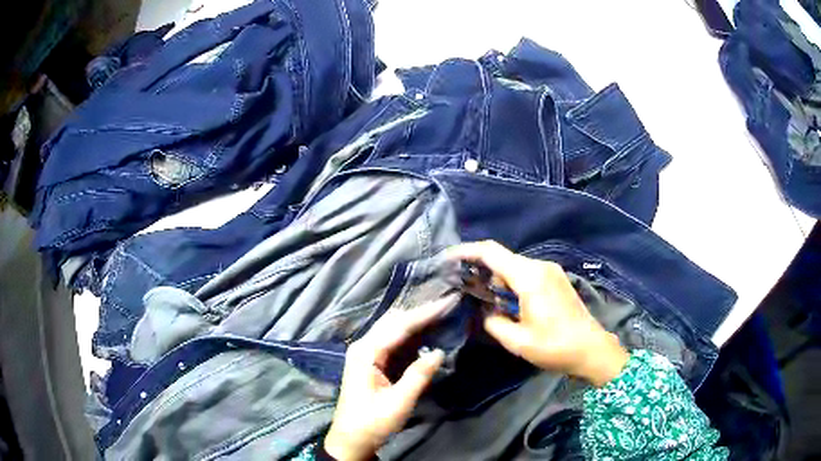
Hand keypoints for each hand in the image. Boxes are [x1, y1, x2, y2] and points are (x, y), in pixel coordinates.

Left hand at [324, 295, 457, 460]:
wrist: (351, 439)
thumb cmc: (372, 422)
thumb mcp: (399, 402)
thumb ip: (418, 376)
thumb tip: (439, 352)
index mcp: (366, 352)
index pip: (400, 326)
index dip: (425, 314)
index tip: (448, 302)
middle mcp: (363, 346)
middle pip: (394, 321)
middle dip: (421, 313)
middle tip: (448, 306)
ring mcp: (366, 353)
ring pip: (393, 329)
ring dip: (416, 322)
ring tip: (442, 315)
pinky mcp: (371, 362)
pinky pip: (392, 341)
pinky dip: (410, 335)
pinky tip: (426, 334)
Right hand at [449, 241, 628, 386]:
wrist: (591, 349)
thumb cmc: (555, 347)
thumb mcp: (517, 341)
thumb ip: (494, 322)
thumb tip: (486, 311)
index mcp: (529, 277)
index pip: (491, 252)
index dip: (467, 251)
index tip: (448, 258)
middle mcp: (540, 266)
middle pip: (503, 259)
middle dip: (482, 271)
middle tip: (466, 291)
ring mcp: (551, 271)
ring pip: (515, 267)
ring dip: (499, 281)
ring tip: (489, 304)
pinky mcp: (556, 279)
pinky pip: (527, 274)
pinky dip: (513, 284)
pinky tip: (510, 304)